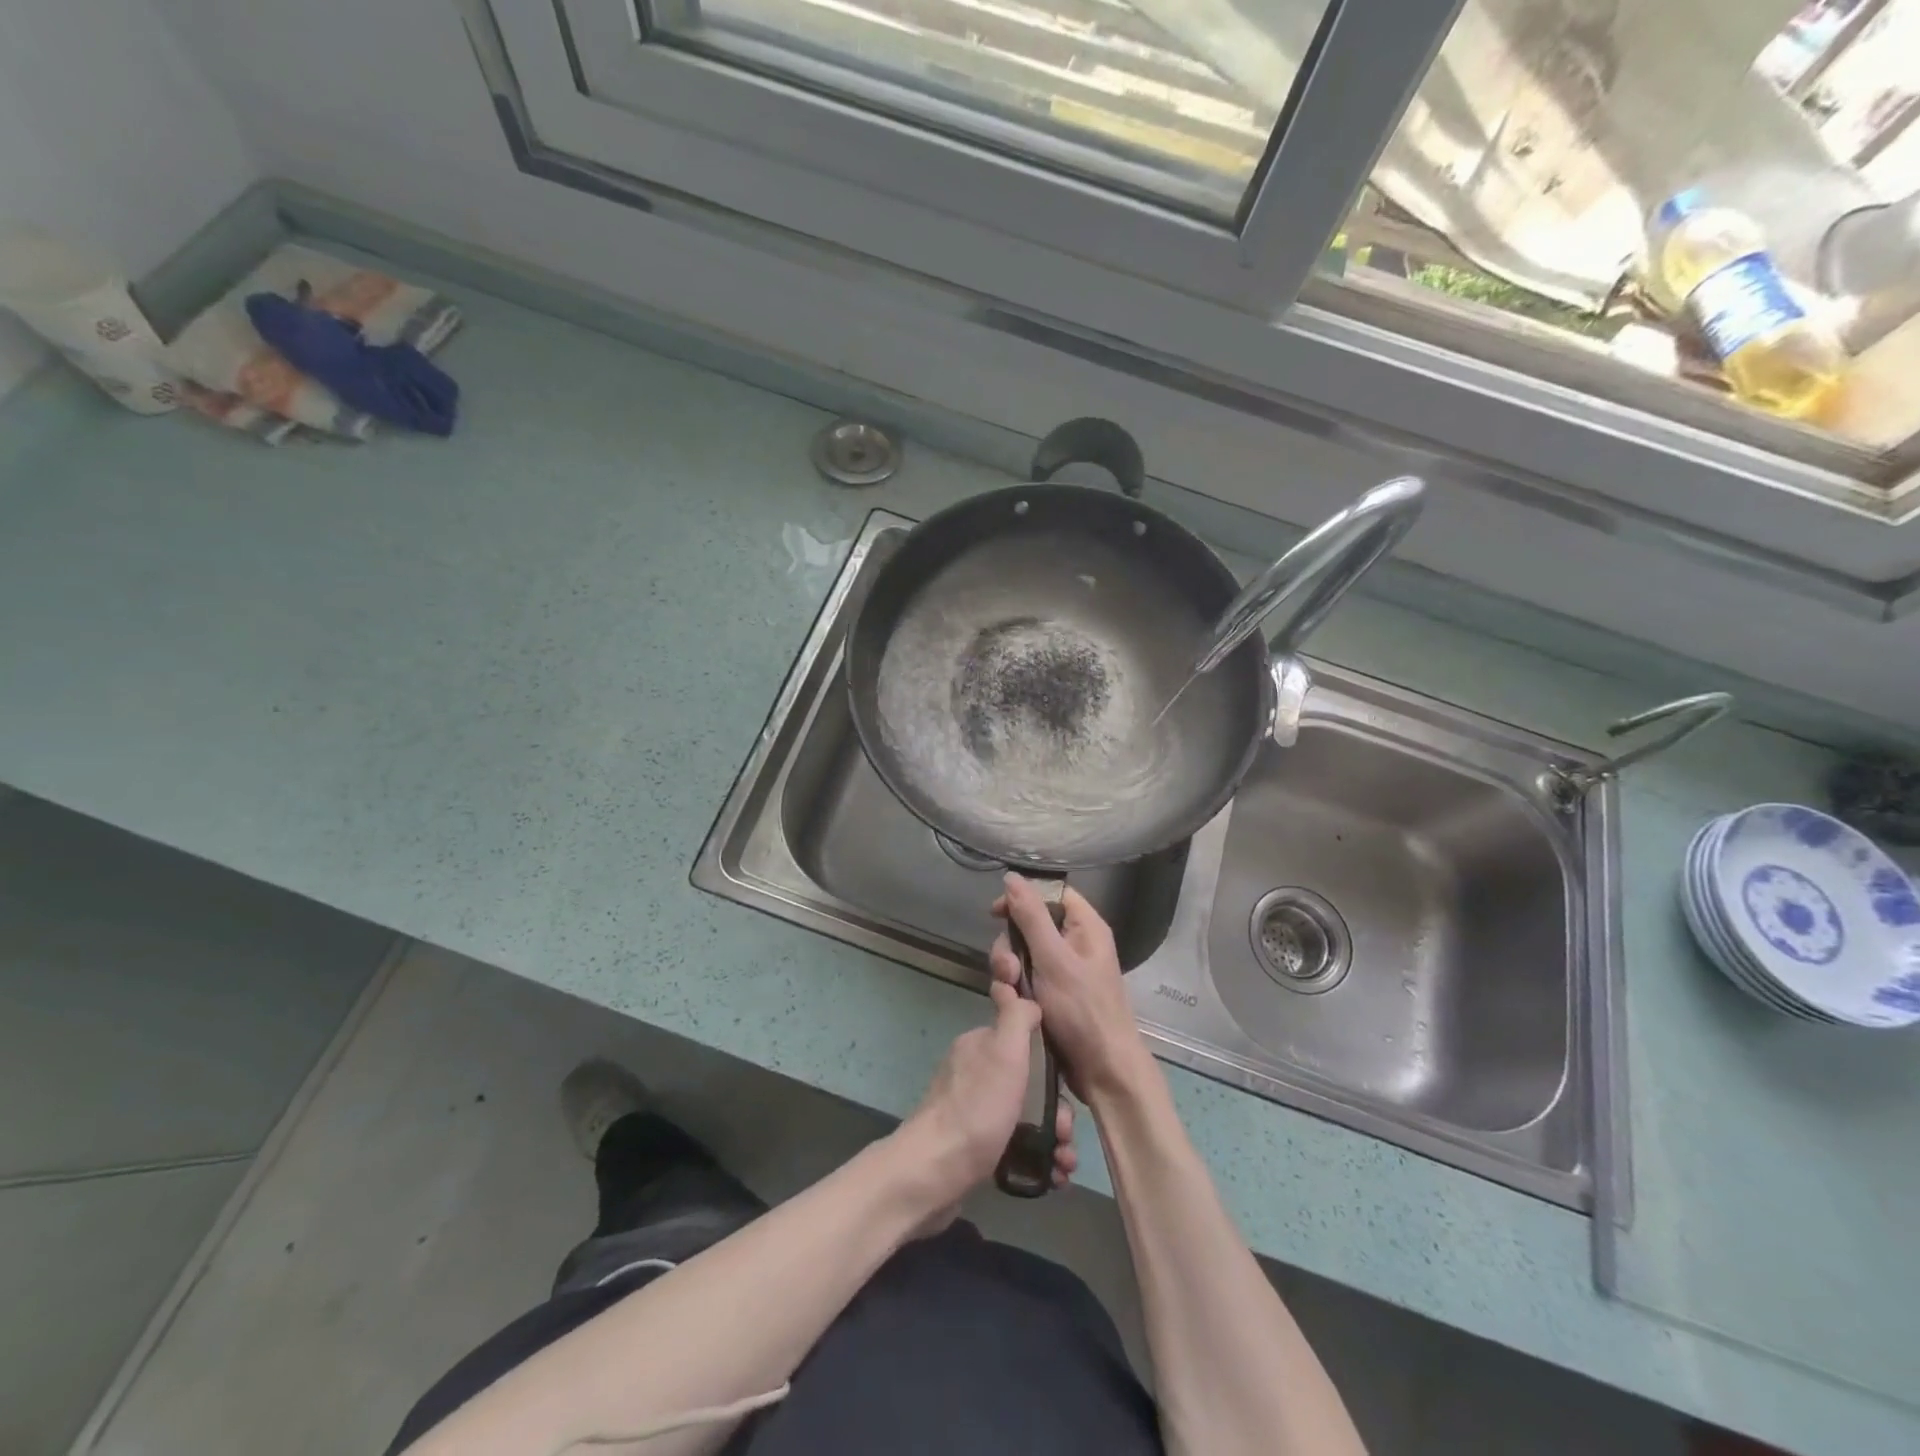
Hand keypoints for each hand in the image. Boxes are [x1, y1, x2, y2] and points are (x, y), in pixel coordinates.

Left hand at [897, 979, 1076, 1223]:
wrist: (935, 1173)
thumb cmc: (977, 1107)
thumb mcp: (1004, 1051)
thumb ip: (1016, 1017)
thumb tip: (1026, 996)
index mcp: (980, 1047)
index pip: (1026, 1044)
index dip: (1053, 1066)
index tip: (1068, 1090)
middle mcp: (976, 1074)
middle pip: (1031, 1085)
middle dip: (1058, 1111)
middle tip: (1065, 1135)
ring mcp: (975, 1112)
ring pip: (1027, 1118)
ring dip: (1054, 1139)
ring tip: (1064, 1164)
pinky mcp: (976, 1148)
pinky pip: (1016, 1146)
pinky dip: (1039, 1159)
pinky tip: (1053, 1177)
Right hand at [992, 873, 1150, 1102]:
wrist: (1103, 1071)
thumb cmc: (1083, 1010)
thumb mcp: (1053, 959)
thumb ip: (1030, 917)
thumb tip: (1012, 877)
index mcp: (1085, 927)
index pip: (1051, 894)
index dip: (1023, 898)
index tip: (996, 912)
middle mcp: (1074, 944)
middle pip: (1029, 925)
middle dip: (1011, 945)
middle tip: (1009, 969)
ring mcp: (1062, 972)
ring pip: (1022, 955)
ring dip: (1009, 971)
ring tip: (1011, 993)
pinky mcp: (1051, 995)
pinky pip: (1024, 979)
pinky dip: (1014, 990)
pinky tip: (1010, 1005)